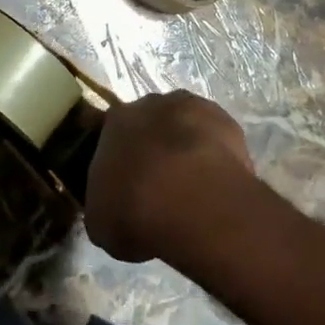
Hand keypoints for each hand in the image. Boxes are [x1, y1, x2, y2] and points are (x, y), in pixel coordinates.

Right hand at [84, 91, 254, 263]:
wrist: (193, 204)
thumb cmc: (135, 212)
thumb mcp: (101, 219)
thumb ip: (104, 200)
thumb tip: (112, 201)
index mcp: (113, 122)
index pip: (110, 135)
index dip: (119, 160)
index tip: (125, 186)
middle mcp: (148, 104)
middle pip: (148, 124)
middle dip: (153, 149)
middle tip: (160, 186)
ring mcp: (189, 107)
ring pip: (183, 125)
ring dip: (184, 148)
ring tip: (193, 187)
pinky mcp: (224, 119)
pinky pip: (215, 135)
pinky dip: (215, 153)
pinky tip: (218, 182)